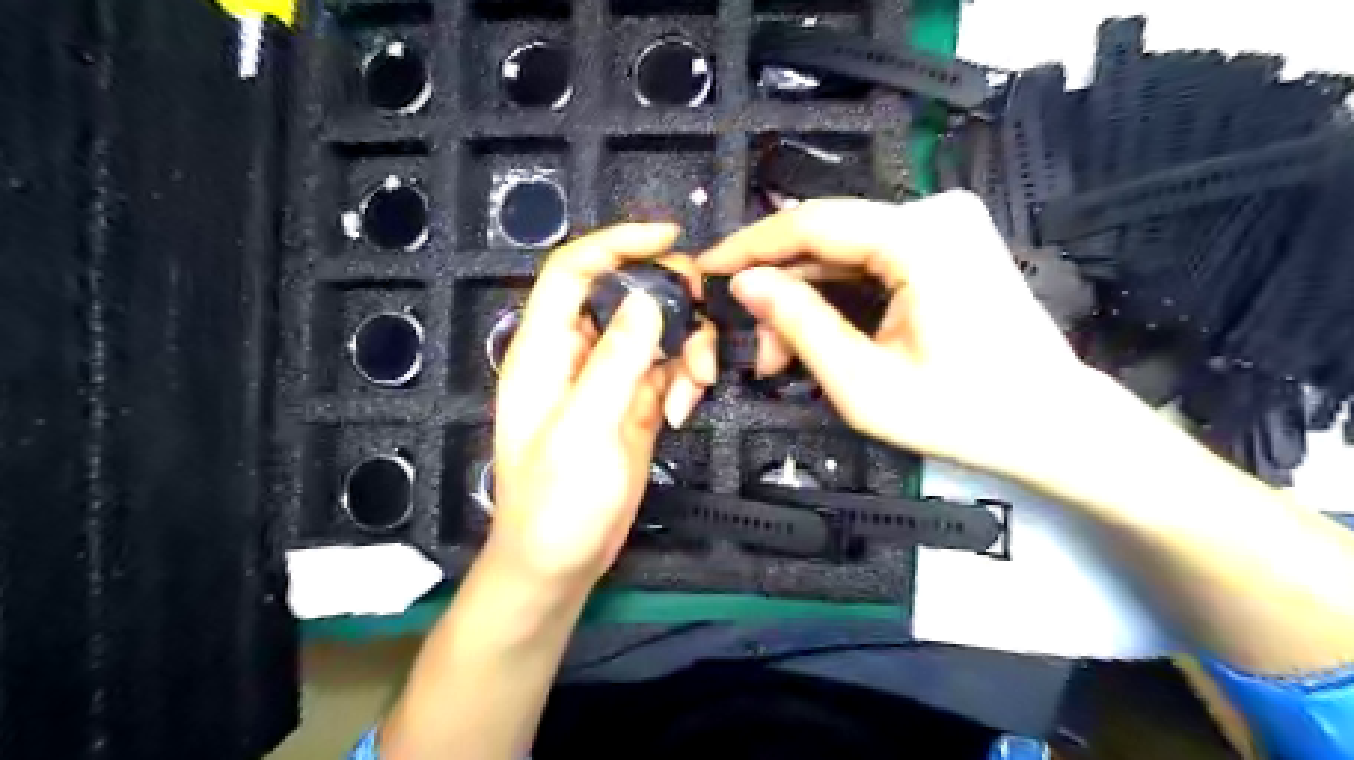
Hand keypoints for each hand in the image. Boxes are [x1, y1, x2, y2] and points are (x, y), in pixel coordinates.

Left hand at [489, 224, 718, 590]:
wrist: (562, 561)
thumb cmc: (557, 501)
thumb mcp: (585, 429)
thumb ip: (616, 361)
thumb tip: (647, 299)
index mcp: (545, 349)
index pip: (573, 270)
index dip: (616, 243)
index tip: (667, 237)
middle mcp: (577, 354)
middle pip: (626, 294)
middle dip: (669, 302)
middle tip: (701, 323)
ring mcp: (609, 378)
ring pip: (655, 330)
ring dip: (685, 346)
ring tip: (696, 385)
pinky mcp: (634, 403)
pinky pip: (667, 368)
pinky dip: (684, 378)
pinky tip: (686, 408)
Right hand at [698, 189, 1109, 486]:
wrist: (1054, 424)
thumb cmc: (965, 414)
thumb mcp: (865, 384)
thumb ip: (800, 325)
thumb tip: (745, 284)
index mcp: (919, 237)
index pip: (810, 223)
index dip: (748, 247)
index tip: (704, 269)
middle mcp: (932, 212)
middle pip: (825, 239)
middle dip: (779, 291)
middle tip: (754, 347)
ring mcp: (943, 225)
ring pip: (843, 252)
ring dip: (805, 299)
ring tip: (782, 355)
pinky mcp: (945, 244)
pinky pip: (870, 260)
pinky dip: (836, 296)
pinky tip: (817, 335)